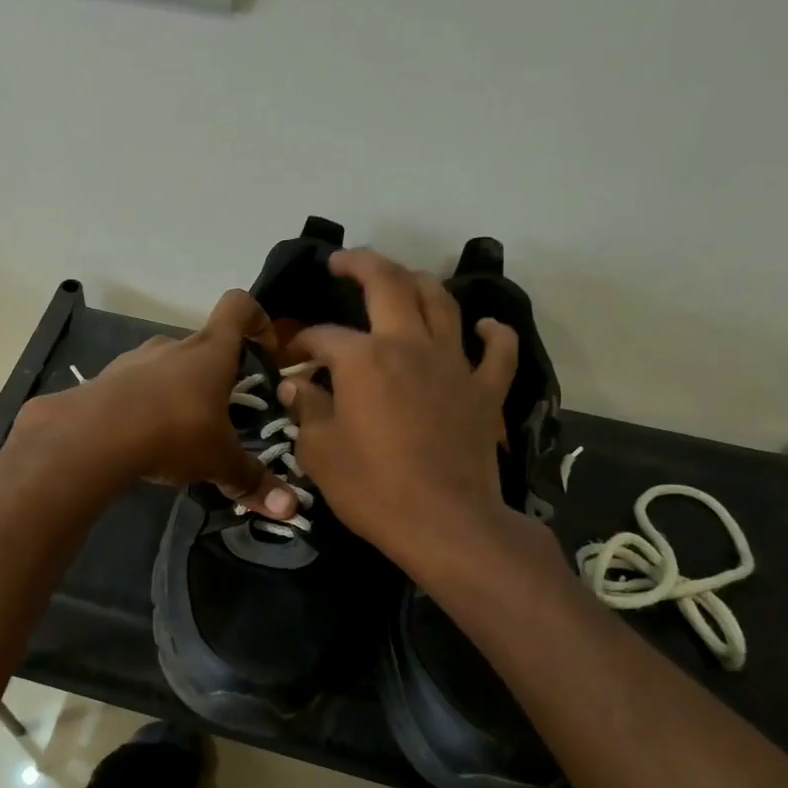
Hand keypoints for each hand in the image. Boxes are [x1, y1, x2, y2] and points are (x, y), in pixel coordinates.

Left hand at [8, 290, 300, 519]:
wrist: (92, 436)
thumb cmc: (172, 432)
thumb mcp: (219, 461)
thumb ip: (252, 481)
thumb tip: (290, 509)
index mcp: (210, 352)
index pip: (238, 307)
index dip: (257, 320)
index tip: (266, 349)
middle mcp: (173, 346)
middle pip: (203, 345)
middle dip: (217, 375)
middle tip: (225, 414)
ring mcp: (135, 360)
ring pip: (167, 366)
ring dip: (178, 390)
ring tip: (182, 431)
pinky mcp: (105, 380)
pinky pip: (135, 386)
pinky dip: (145, 405)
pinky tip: (144, 439)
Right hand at [281, 249, 536, 567]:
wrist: (446, 524)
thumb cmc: (373, 490)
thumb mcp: (320, 453)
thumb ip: (306, 411)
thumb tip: (296, 387)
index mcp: (363, 359)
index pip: (323, 337)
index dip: (301, 343)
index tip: (289, 360)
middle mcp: (409, 346)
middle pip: (389, 284)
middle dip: (361, 264)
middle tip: (341, 262)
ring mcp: (454, 364)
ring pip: (442, 303)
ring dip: (419, 283)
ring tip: (403, 280)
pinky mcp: (486, 390)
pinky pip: (498, 351)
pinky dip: (493, 333)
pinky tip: (484, 326)